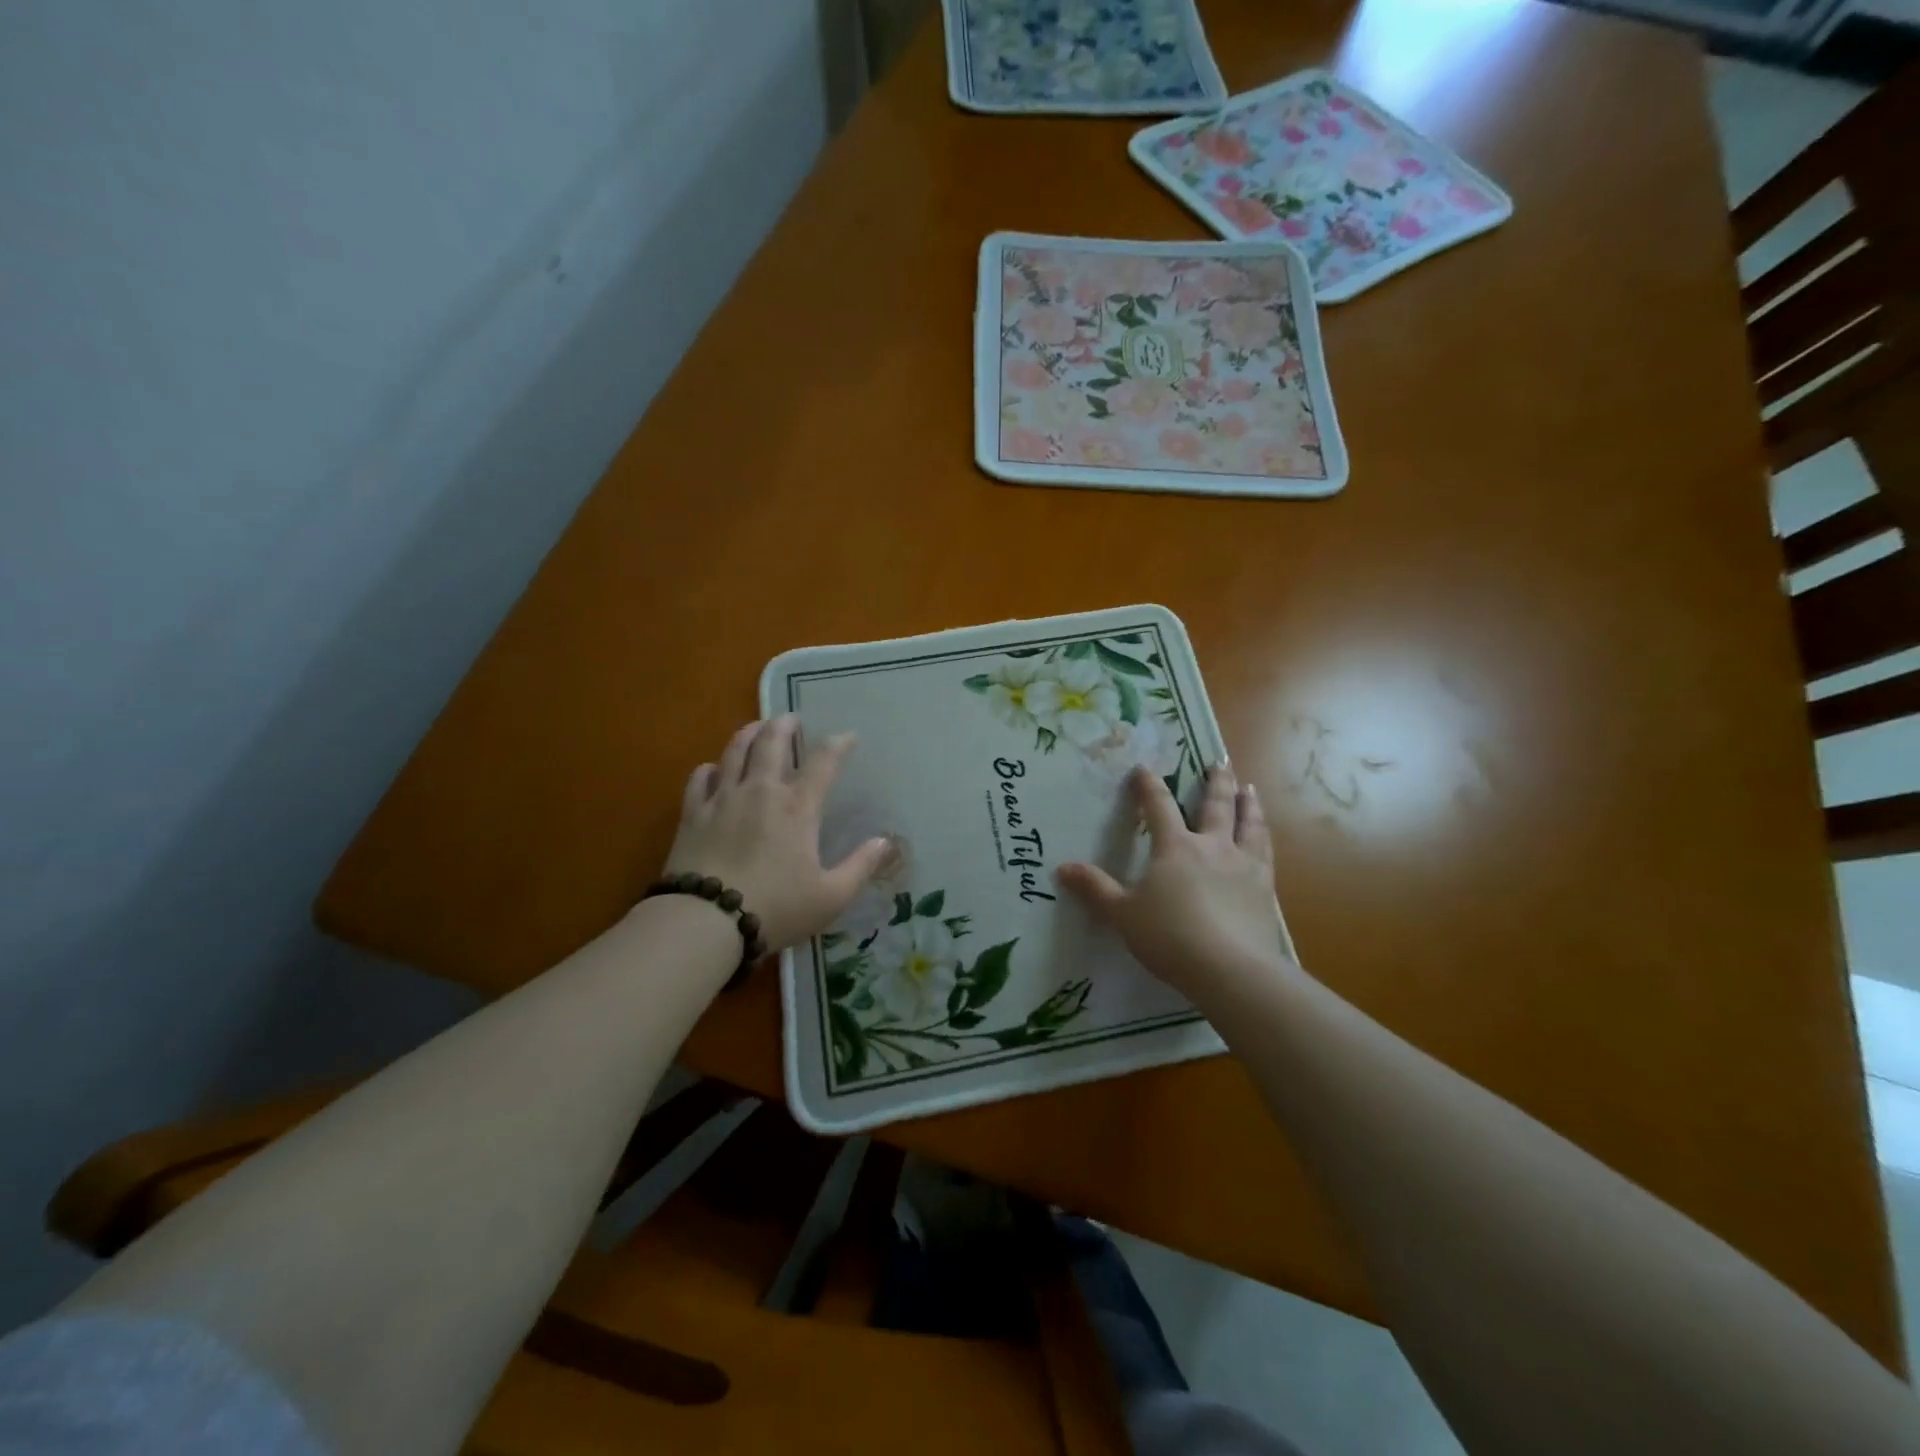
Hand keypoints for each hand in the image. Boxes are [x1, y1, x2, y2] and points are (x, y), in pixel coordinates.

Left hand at [665, 716, 888, 951]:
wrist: (706, 922)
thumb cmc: (776, 908)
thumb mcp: (831, 896)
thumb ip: (860, 866)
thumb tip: (884, 842)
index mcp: (798, 808)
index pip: (823, 762)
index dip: (838, 744)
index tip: (849, 736)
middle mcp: (761, 791)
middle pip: (771, 742)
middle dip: (784, 725)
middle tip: (791, 718)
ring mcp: (722, 799)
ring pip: (734, 751)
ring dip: (748, 733)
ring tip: (756, 727)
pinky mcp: (692, 814)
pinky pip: (699, 779)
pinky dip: (709, 768)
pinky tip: (712, 769)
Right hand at [1057, 763, 1295, 1002]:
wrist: (1230, 968)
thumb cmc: (1169, 937)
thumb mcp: (1122, 914)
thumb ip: (1095, 888)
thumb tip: (1062, 868)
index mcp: (1174, 846)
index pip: (1158, 806)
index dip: (1149, 785)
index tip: (1144, 768)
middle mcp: (1212, 846)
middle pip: (1215, 805)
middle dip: (1216, 782)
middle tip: (1221, 762)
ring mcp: (1243, 865)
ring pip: (1248, 824)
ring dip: (1248, 803)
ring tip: (1249, 789)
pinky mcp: (1264, 888)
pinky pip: (1265, 853)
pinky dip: (1264, 837)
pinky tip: (1265, 838)